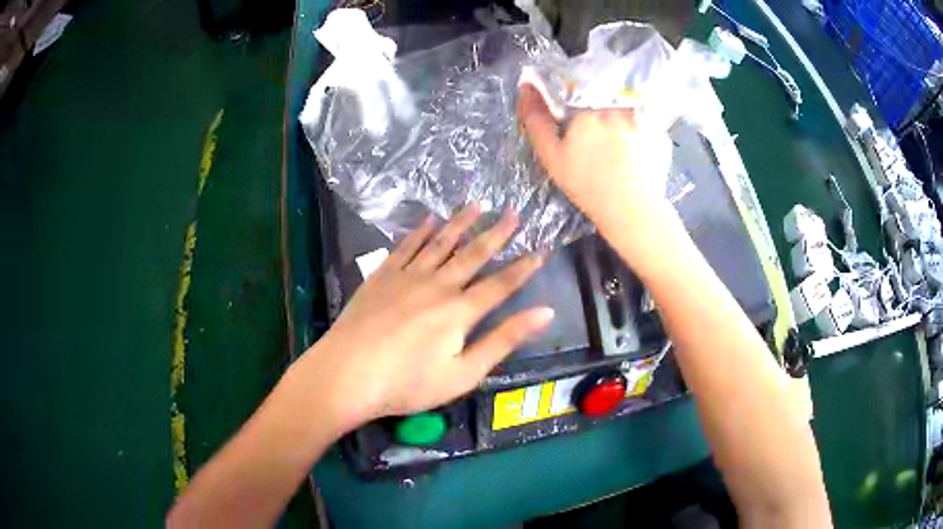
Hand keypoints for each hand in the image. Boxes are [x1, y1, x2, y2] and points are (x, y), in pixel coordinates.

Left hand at [295, 206, 552, 429]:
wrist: (348, 373)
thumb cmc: (408, 383)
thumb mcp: (464, 373)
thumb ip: (504, 340)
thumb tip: (545, 312)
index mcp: (461, 311)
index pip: (501, 284)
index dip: (524, 268)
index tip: (541, 250)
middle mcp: (438, 285)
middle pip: (473, 254)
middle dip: (497, 234)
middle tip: (513, 212)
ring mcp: (407, 276)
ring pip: (441, 242)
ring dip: (461, 223)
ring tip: (477, 204)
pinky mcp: (382, 276)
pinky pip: (406, 247)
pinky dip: (420, 232)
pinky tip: (430, 221)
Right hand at [517, 85, 676, 257]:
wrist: (631, 210)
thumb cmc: (587, 185)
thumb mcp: (552, 157)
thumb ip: (537, 123)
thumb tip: (526, 90)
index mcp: (587, 110)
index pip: (576, 97)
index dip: (575, 114)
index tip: (578, 134)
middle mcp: (616, 108)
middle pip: (603, 102)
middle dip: (600, 116)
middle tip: (601, 146)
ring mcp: (642, 120)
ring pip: (626, 113)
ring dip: (622, 123)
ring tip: (621, 151)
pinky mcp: (661, 134)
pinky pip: (646, 127)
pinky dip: (641, 137)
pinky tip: (638, 156)